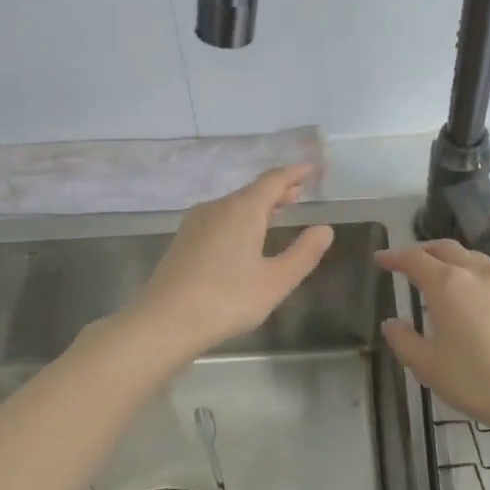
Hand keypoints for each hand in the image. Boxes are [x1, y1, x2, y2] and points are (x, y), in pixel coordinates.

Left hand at [129, 165, 334, 360]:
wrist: (165, 320)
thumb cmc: (227, 299)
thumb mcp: (276, 281)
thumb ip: (303, 254)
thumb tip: (324, 229)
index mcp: (243, 209)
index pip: (273, 180)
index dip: (294, 173)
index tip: (310, 169)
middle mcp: (217, 207)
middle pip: (251, 191)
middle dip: (277, 190)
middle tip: (298, 192)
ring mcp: (196, 223)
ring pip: (233, 205)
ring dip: (257, 206)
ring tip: (276, 212)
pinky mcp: (183, 241)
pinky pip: (218, 219)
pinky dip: (238, 219)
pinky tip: (243, 236)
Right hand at [376, 241, 489, 444]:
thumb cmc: (477, 382)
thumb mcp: (428, 367)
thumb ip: (404, 340)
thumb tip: (392, 323)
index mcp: (447, 284)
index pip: (414, 259)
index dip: (394, 257)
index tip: (381, 259)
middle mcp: (478, 272)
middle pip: (446, 249)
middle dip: (424, 251)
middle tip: (409, 262)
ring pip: (474, 258)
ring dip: (453, 261)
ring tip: (444, 278)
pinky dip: (479, 275)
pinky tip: (479, 296)